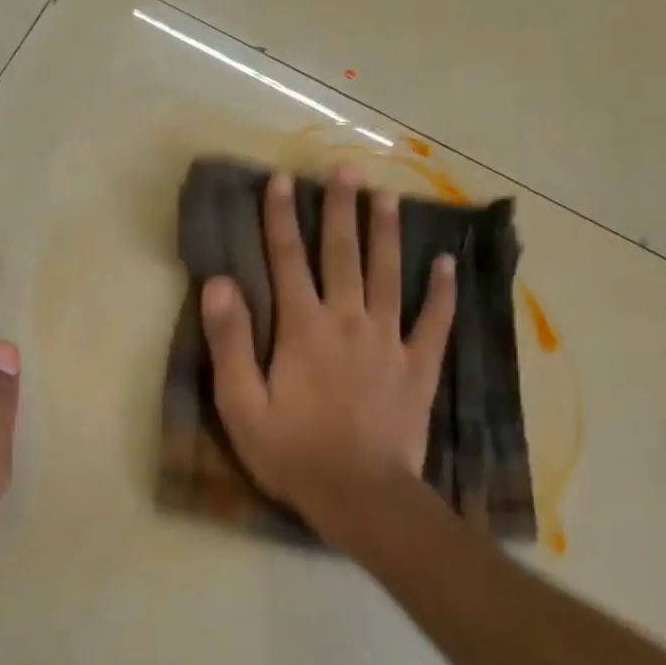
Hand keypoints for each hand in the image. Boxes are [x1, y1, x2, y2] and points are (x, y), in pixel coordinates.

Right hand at [199, 164, 454, 551]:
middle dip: (341, 210)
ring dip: (387, 234)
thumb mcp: (241, 404)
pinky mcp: (417, 367)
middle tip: (345, 169)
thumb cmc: (292, 452)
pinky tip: (447, 265)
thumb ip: (230, 342)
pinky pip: (434, 322)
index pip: (287, 261)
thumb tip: (219, 283)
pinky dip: (442, 292)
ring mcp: (388, 341)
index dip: (282, 219)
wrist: (360, 495)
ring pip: (388, 275)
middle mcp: (347, 321)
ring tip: (388, 196)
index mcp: (302, 328)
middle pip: (343, 255)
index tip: (282, 181)